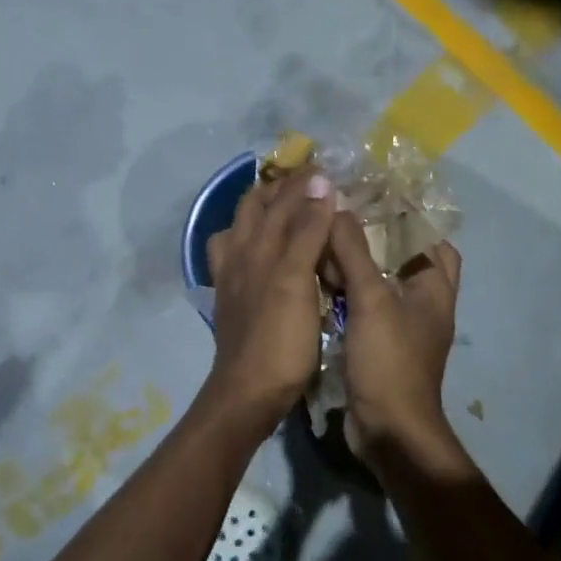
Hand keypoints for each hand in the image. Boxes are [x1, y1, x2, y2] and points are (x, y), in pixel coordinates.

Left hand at [203, 167, 336, 432]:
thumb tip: (320, 182)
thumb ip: (306, 231)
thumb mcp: (297, 280)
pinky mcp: (231, 299)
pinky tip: (262, 251)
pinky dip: (250, 241)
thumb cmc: (280, 338)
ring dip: (262, 212)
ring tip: (286, 208)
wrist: (248, 392)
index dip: (305, 182)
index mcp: (256, 246)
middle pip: (254, 208)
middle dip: (279, 189)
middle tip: (310, 182)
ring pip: (240, 229)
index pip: (281, 200)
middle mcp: (238, 254)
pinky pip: (236, 256)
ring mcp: (231, 277)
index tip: (329, 167)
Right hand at [326, 210, 463, 469]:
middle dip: (375, 237)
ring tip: (323, 240)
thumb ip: (354, 252)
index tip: (370, 195)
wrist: (388, 431)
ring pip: (380, 282)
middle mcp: (423, 303)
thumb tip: (338, 207)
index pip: (431, 237)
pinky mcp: (379, 344)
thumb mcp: (371, 300)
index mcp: (434, 287)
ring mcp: (401, 326)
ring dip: (356, 264)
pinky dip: (346, 292)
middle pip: (402, 257)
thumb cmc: (389, 361)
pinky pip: (363, 306)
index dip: (407, 214)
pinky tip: (317, 280)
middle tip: (340, 216)